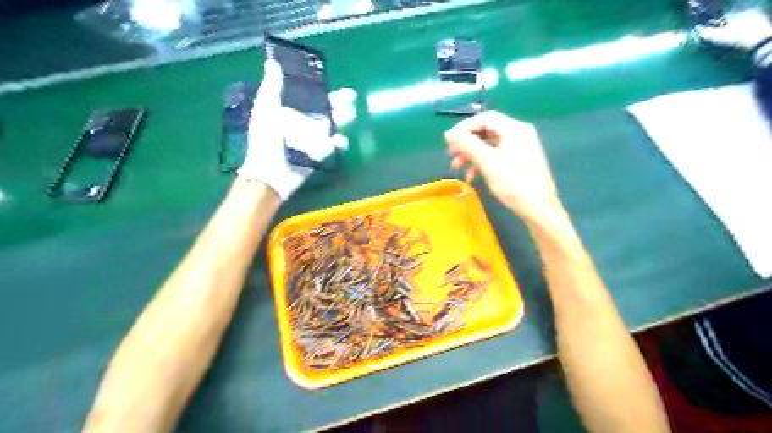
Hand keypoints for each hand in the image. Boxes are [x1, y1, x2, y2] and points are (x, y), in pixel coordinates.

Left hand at [241, 60, 348, 199]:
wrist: (272, 173)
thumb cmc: (266, 139)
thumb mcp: (266, 110)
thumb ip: (272, 88)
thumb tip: (272, 62)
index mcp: (289, 110)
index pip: (309, 97)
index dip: (321, 90)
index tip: (332, 82)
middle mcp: (302, 122)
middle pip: (323, 110)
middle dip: (337, 103)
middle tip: (351, 96)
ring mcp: (311, 139)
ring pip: (331, 126)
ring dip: (341, 120)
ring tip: (350, 115)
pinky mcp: (318, 153)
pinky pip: (332, 145)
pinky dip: (338, 142)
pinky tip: (342, 141)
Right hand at [447, 112, 560, 220]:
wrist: (539, 209)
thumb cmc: (514, 184)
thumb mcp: (488, 162)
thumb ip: (467, 144)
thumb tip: (449, 133)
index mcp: (514, 129)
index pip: (485, 118)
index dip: (464, 127)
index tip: (449, 141)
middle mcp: (519, 134)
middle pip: (487, 131)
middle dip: (466, 143)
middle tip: (451, 154)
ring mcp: (521, 148)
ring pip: (490, 145)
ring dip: (472, 154)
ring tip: (457, 167)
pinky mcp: (520, 161)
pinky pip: (497, 155)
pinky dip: (482, 162)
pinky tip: (472, 176)